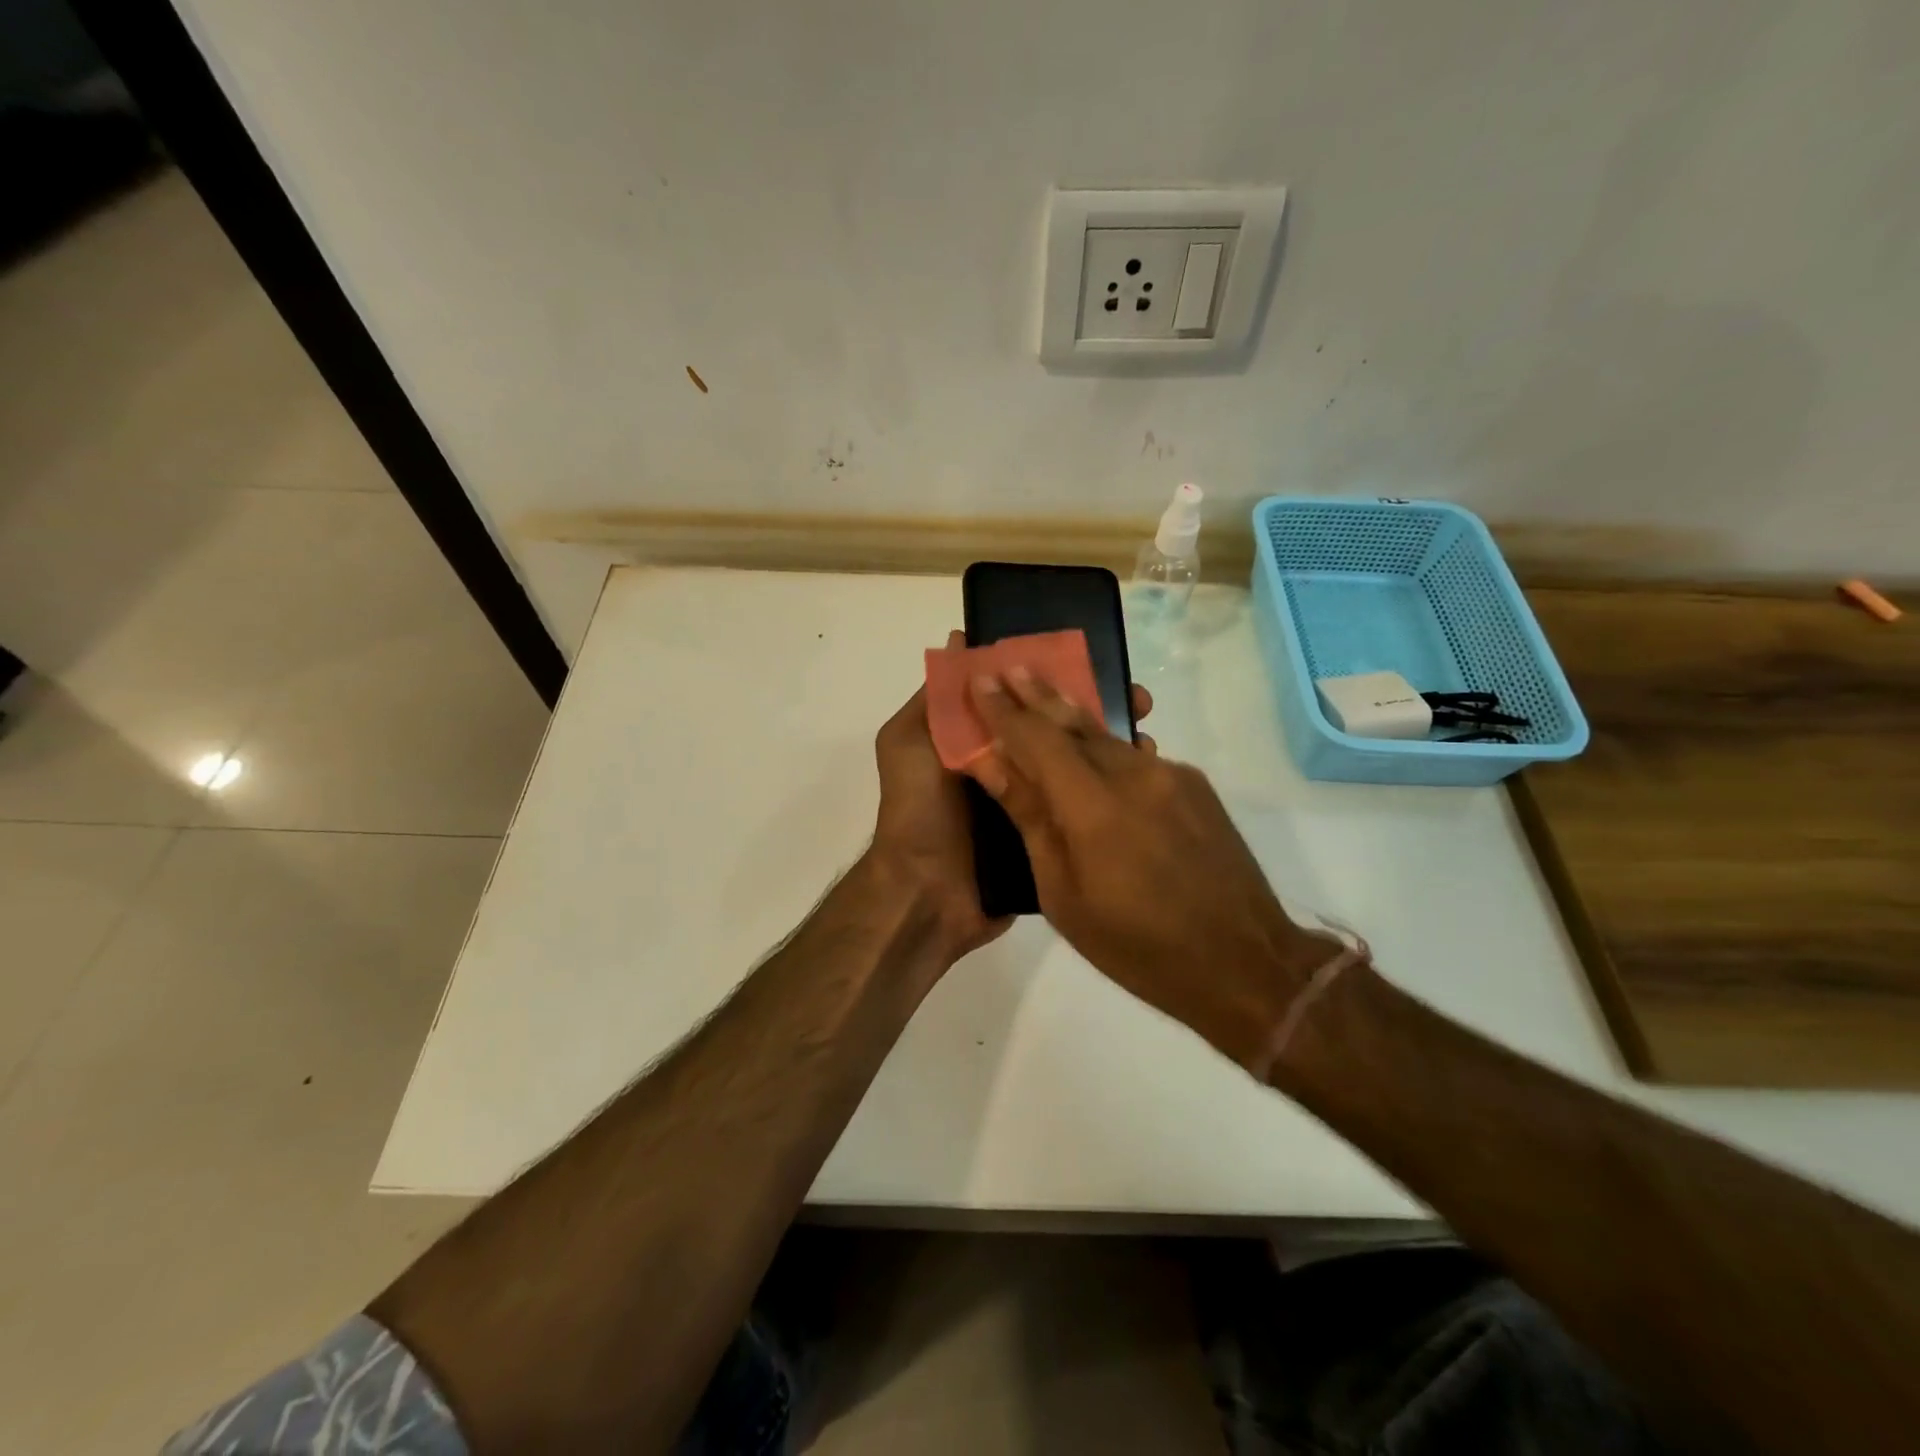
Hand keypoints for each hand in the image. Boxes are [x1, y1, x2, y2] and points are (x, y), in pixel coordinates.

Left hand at [867, 631, 1151, 967]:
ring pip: (1075, 766)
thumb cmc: (918, 810)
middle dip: (1095, 711)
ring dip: (1109, 749)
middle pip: (1056, 729)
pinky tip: (1142, 781)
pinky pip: (1080, 808)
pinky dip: (1107, 794)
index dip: (1054, 677)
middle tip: (1138, 702)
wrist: (927, 895)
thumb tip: (961, 640)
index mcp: (979, 741)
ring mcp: (1032, 803)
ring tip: (1149, 740)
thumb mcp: (909, 742)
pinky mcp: (1049, 836)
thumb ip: (935, 698)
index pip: (1022, 698)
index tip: (1093, 662)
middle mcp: (1009, 766)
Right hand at [964, 667, 1335, 1065]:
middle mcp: (1134, 775)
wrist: (1244, 963)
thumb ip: (1031, 819)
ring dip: (1072, 717)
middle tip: (1008, 664)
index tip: (979, 679)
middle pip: (1075, 723)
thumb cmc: (1137, 947)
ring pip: (1108, 737)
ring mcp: (1172, 776)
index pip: (1036, 740)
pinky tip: (1093, 753)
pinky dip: (1107, 750)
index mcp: (1094, 807)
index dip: (1003, 710)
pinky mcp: (1195, 786)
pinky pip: (1138, 758)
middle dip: (1037, 694)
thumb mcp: (1064, 895)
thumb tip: (991, 764)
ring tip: (1042, 696)